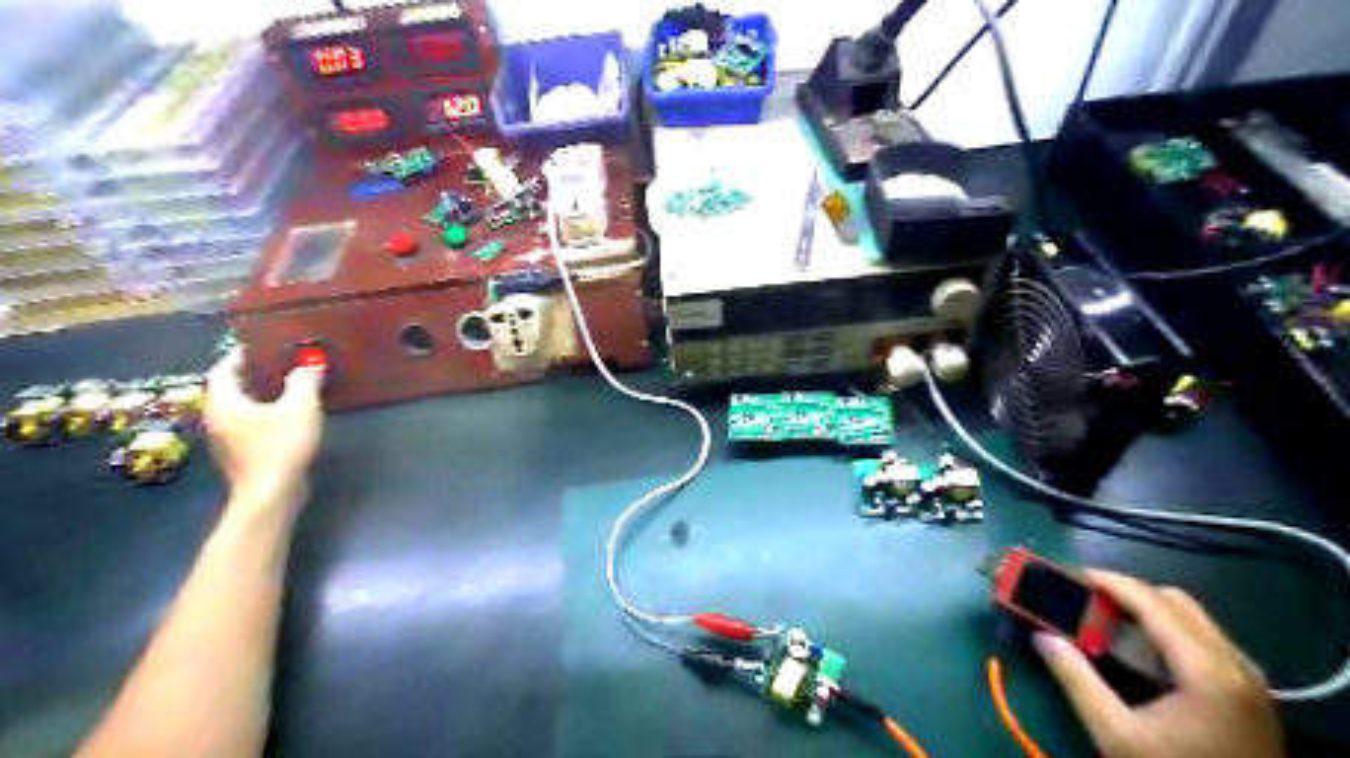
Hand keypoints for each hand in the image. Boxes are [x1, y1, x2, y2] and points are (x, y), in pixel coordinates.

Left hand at [200, 349, 322, 513]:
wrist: (272, 493)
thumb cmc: (281, 444)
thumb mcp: (300, 406)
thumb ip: (304, 381)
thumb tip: (310, 363)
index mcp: (224, 400)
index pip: (224, 368)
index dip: (241, 354)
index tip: (262, 344)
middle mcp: (217, 417)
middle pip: (230, 388)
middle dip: (253, 374)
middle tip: (280, 362)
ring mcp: (227, 438)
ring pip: (240, 407)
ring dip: (260, 394)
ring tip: (288, 385)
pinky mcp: (242, 453)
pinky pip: (250, 423)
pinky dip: (265, 412)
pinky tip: (289, 414)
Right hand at [1037, 567, 1283, 757]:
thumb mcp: (1117, 735)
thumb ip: (1076, 680)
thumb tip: (1041, 637)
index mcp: (1206, 671)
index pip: (1153, 603)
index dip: (1111, 582)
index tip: (1073, 575)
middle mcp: (1235, 664)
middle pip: (1177, 602)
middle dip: (1129, 593)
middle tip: (1087, 600)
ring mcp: (1249, 680)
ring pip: (1194, 619)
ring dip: (1150, 611)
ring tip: (1109, 622)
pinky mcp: (1251, 695)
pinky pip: (1206, 641)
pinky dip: (1170, 632)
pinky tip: (1143, 652)